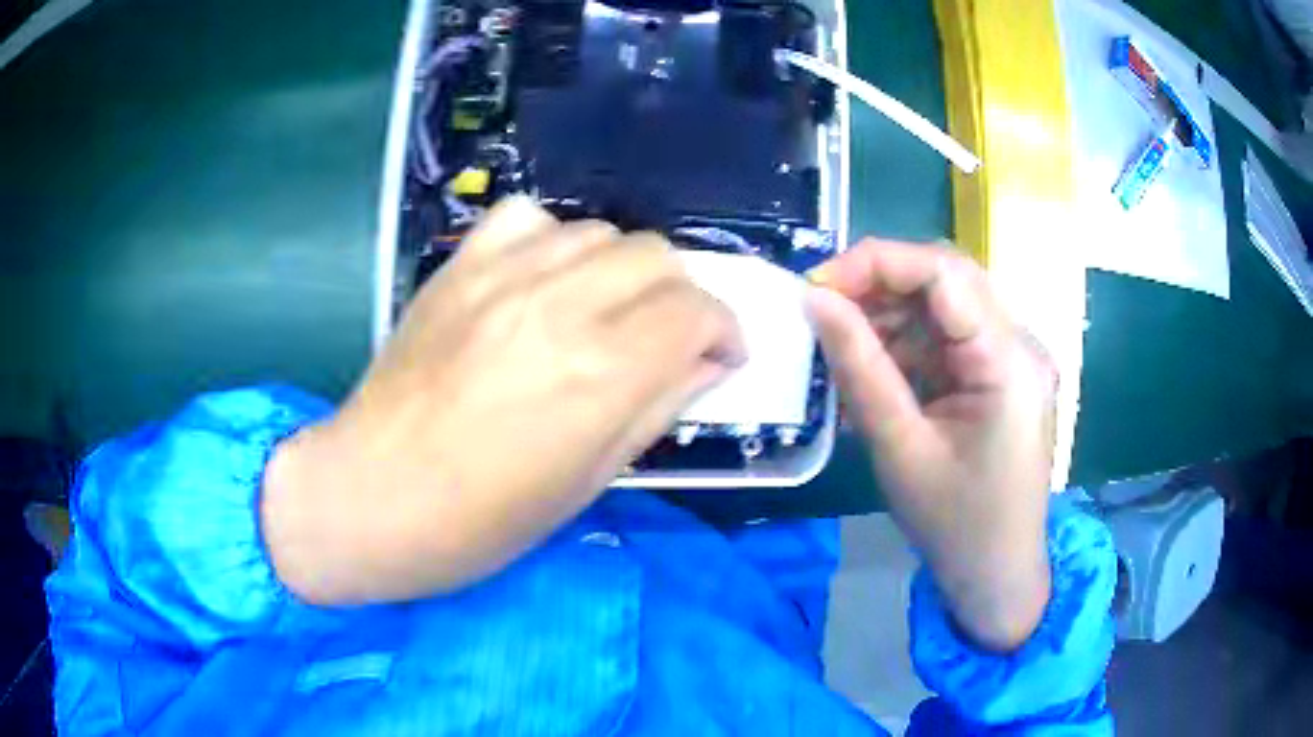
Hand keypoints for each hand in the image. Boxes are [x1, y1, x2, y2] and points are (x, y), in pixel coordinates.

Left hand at [262, 198, 743, 604]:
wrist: (371, 496)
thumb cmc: (482, 521)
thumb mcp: (588, 482)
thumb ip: (657, 408)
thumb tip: (705, 365)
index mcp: (600, 373)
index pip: (697, 311)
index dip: (723, 331)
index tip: (719, 357)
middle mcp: (558, 306)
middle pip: (657, 257)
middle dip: (681, 297)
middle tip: (666, 339)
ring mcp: (501, 276)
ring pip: (601, 231)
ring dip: (622, 271)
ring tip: (605, 311)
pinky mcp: (458, 268)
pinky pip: (526, 218)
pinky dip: (553, 241)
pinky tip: (544, 279)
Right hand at [806, 239, 1056, 650]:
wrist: (998, 577)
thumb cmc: (956, 526)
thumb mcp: (901, 450)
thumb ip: (860, 369)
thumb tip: (815, 301)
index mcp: (1009, 361)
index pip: (944, 272)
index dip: (876, 263)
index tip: (817, 287)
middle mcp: (1019, 345)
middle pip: (947, 281)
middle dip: (879, 286)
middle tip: (822, 311)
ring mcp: (1012, 360)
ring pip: (944, 307)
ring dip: (889, 318)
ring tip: (839, 349)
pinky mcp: (999, 378)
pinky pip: (947, 341)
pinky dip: (905, 348)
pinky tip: (871, 375)